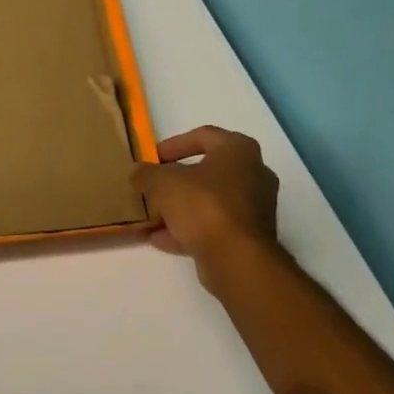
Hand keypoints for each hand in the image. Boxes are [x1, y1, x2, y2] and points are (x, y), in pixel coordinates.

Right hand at [131, 126, 281, 294]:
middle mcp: (253, 174)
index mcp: (238, 151)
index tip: (152, 158)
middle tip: (152, 187)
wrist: (236, 257)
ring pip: (209, 201)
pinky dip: (188, 230)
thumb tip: (139, 173)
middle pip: (207, 171)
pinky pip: (213, 226)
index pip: (204, 135)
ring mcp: (254, 207)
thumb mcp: (161, 182)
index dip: (174, 144)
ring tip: (152, 216)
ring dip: (180, 208)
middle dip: (176, 180)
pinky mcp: (248, 236)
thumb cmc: (203, 205)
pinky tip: (161, 239)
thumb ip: (146, 174)